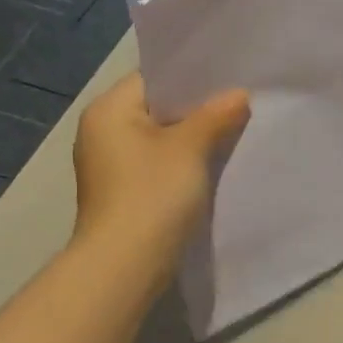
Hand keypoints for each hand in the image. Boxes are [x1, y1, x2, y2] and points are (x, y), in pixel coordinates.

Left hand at [70, 73, 250, 278]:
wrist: (124, 265)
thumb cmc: (152, 194)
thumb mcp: (190, 148)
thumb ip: (216, 115)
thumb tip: (239, 95)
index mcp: (108, 110)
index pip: (154, 79)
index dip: (193, 77)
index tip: (230, 78)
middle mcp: (102, 132)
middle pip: (158, 108)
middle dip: (197, 109)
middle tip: (240, 102)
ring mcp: (110, 165)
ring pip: (160, 138)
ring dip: (193, 137)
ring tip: (233, 130)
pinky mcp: (122, 192)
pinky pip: (158, 164)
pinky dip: (183, 162)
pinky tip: (212, 165)